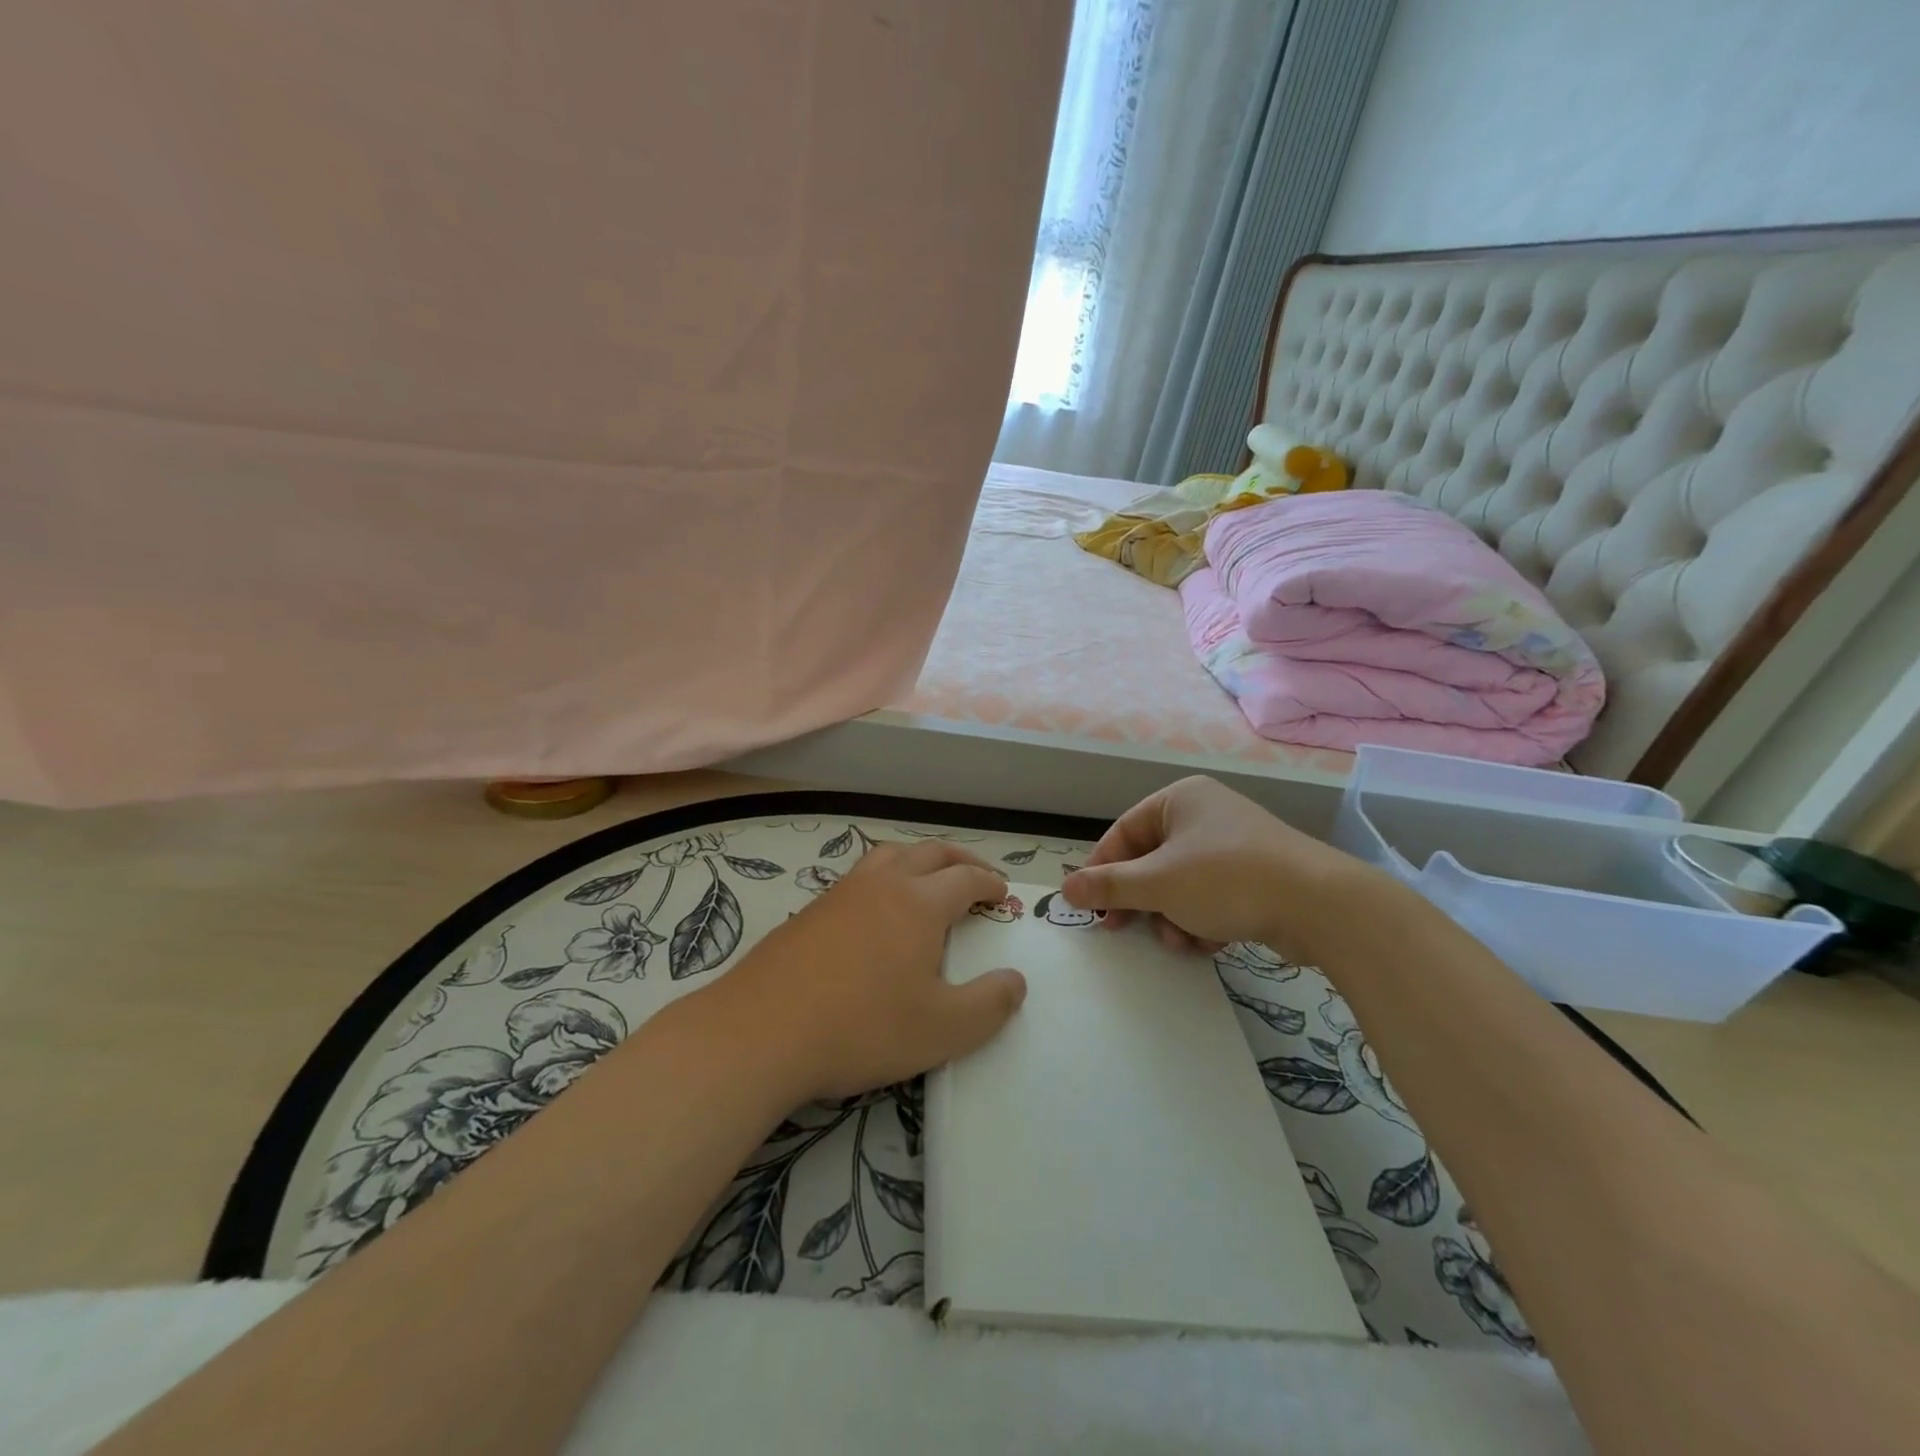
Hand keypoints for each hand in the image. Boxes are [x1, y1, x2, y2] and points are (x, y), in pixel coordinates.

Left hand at [715, 839, 1027, 1101]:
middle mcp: (881, 885)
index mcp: (919, 903)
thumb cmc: (862, 1027)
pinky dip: (882, 878)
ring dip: (917, 859)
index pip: (965, 878)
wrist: (761, 1032)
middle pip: (929, 852)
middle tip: (976, 873)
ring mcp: (840, 894)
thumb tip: (1015, 981)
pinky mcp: (808, 912)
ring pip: (887, 856)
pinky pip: (857, 878)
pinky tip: (874, 911)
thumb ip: (989, 1005)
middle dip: (959, 858)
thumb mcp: (942, 1029)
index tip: (1001, 893)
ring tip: (927, 879)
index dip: (989, 882)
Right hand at [1061, 776, 1393, 959]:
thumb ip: (1108, 886)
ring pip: (1180, 884)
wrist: (1320, 905)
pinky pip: (1211, 897)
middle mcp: (1206, 815)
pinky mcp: (1257, 876)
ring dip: (1171, 916)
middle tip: (1124, 930)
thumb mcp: (1157, 883)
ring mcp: (1235, 845)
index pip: (1124, 832)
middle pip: (1152, 860)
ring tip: (1179, 939)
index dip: (1102, 869)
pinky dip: (1202, 920)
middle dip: (1142, 901)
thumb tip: (1066, 889)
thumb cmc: (1226, 879)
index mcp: (1180, 799)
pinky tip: (1207, 942)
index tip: (1090, 906)